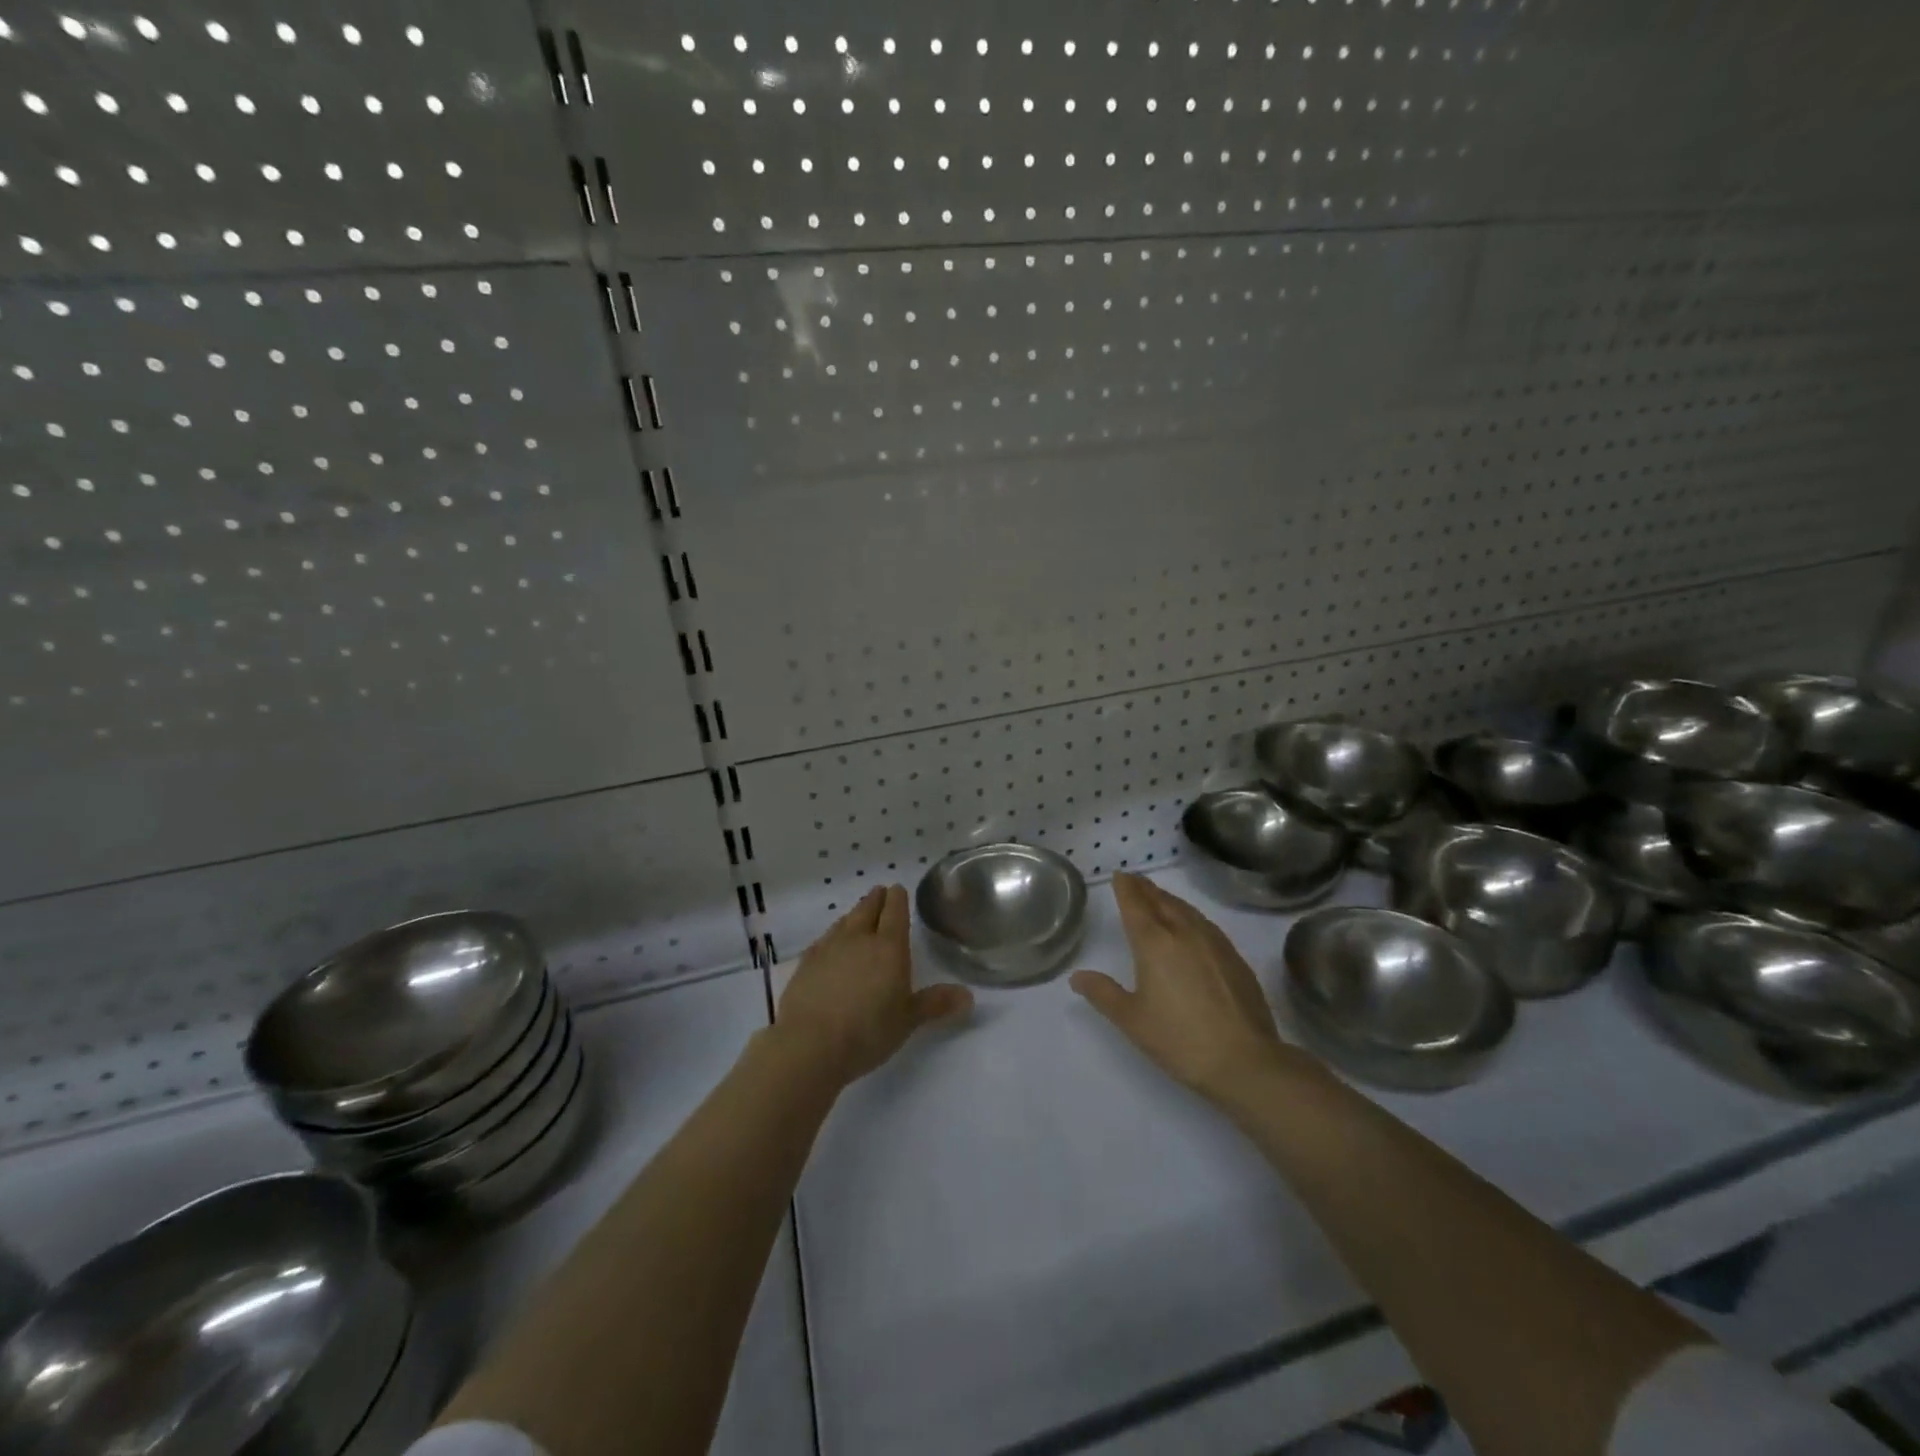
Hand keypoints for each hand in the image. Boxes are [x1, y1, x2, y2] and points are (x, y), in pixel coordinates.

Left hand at [776, 885, 972, 1084]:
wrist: (810, 1044)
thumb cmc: (868, 1031)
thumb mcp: (908, 1020)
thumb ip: (936, 1003)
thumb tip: (969, 996)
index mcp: (889, 947)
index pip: (895, 912)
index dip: (897, 898)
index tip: (898, 889)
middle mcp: (859, 938)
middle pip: (867, 909)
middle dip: (876, 899)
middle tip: (880, 892)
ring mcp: (829, 948)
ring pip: (844, 921)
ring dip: (853, 914)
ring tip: (858, 914)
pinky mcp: (806, 963)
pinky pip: (824, 939)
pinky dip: (832, 935)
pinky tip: (830, 944)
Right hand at [1070, 873, 1287, 1098]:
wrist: (1245, 1060)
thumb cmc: (1179, 1039)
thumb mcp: (1131, 1020)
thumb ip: (1103, 993)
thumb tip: (1077, 976)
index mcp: (1154, 943)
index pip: (1136, 905)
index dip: (1126, 888)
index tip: (1120, 875)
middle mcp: (1184, 933)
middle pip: (1162, 901)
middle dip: (1146, 888)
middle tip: (1135, 879)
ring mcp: (1214, 943)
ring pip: (1187, 910)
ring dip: (1169, 898)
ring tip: (1159, 896)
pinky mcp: (1234, 958)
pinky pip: (1206, 924)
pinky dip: (1190, 915)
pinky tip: (1192, 926)